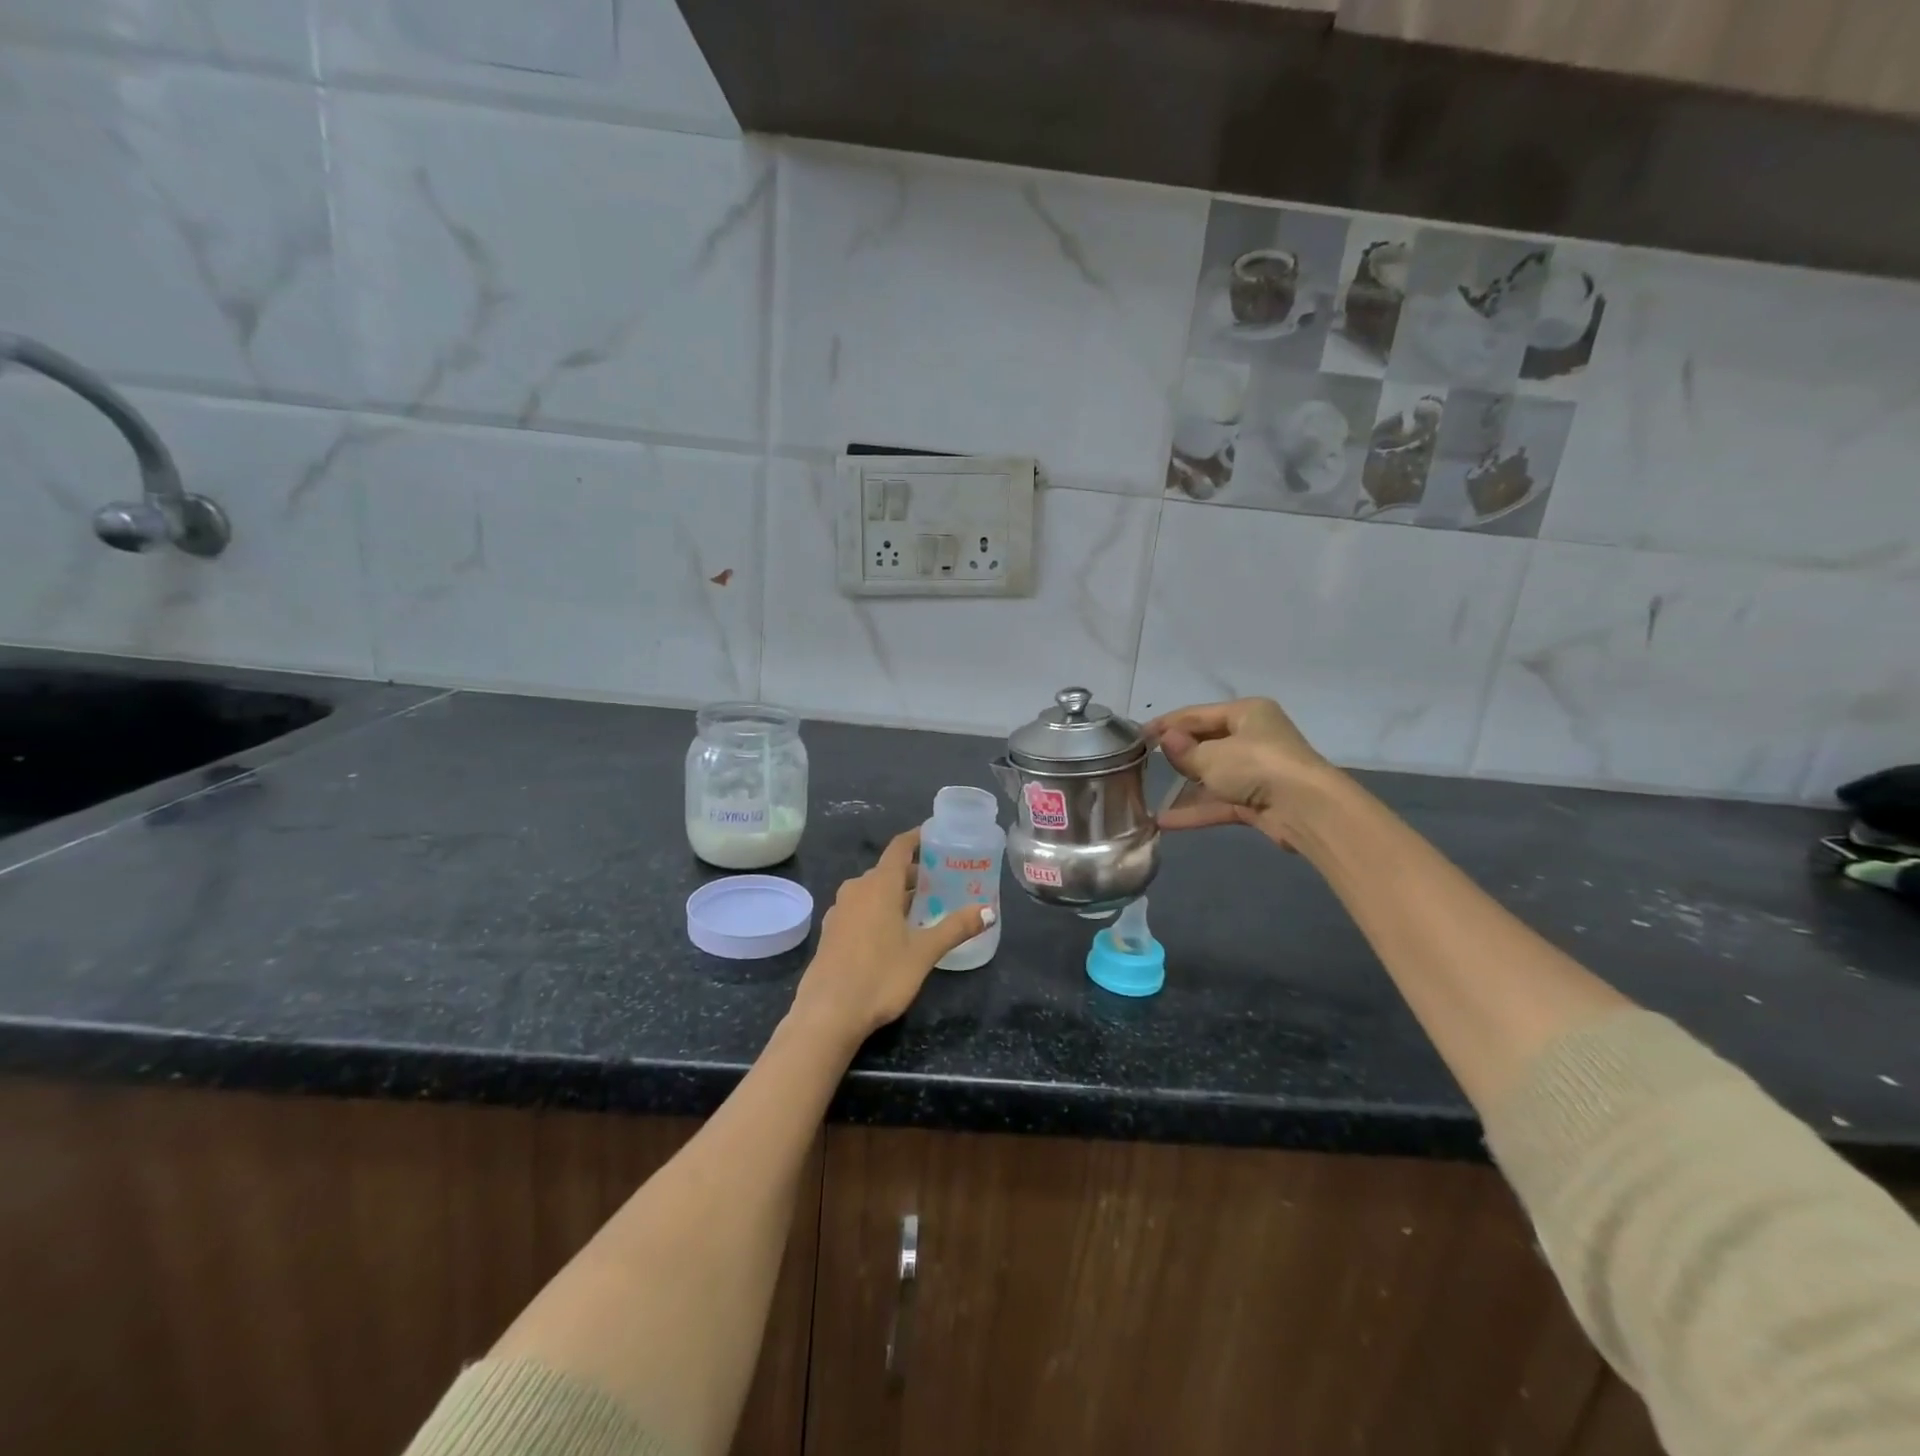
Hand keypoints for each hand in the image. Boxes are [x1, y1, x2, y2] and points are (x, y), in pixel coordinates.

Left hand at [790, 829, 993, 1043]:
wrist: (828, 1013)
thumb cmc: (880, 975)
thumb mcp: (924, 952)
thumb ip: (955, 928)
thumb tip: (989, 911)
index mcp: (879, 884)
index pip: (900, 847)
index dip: (918, 838)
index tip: (937, 836)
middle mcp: (856, 889)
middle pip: (888, 870)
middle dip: (914, 873)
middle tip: (943, 881)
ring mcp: (840, 910)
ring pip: (873, 890)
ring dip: (897, 893)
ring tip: (924, 907)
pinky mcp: (832, 931)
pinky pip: (860, 908)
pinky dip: (879, 909)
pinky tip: (894, 931)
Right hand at [1146, 698, 1335, 847]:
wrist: (1306, 809)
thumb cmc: (1256, 766)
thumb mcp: (1211, 755)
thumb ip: (1184, 751)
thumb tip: (1166, 742)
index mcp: (1246, 713)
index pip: (1196, 714)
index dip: (1166, 725)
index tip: (1138, 736)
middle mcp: (1253, 737)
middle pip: (1205, 743)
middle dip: (1177, 756)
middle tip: (1144, 765)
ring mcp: (1256, 771)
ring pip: (1211, 775)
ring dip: (1183, 788)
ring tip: (1148, 796)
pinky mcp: (1257, 800)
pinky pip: (1219, 801)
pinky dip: (1196, 810)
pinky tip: (1165, 821)